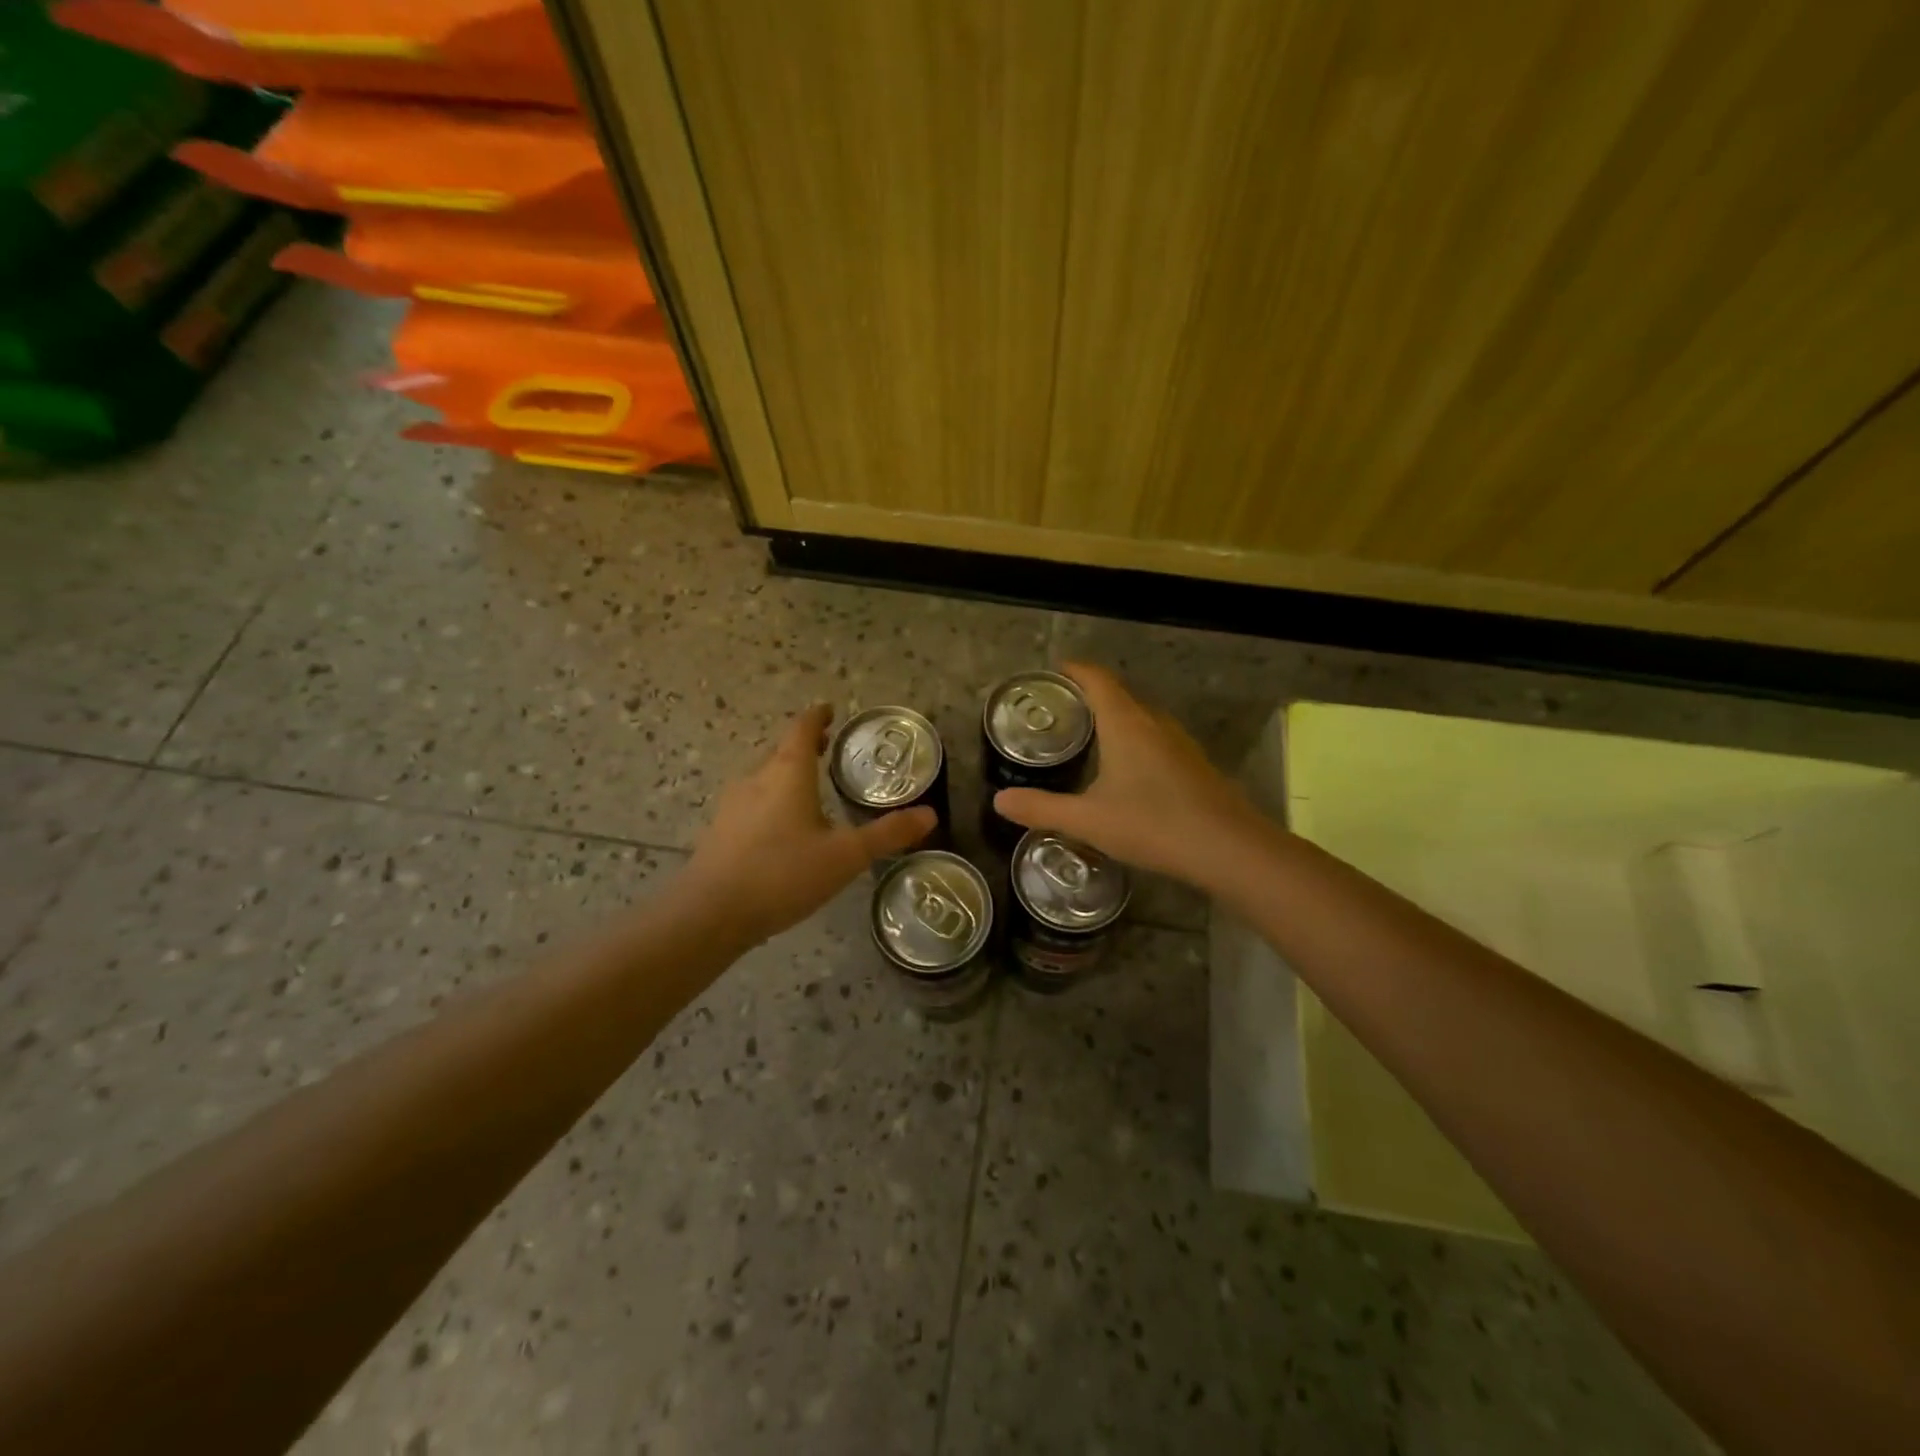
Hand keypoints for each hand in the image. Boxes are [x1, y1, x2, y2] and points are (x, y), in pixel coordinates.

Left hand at [683, 703, 935, 944]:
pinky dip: (771, 798)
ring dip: (786, 771)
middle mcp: (756, 779)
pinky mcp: (720, 830)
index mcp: (787, 773)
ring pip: (764, 776)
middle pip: (781, 750)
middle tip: (828, 747)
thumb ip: (887, 834)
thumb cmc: (783, 873)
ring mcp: (732, 804)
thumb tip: (930, 814)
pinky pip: (751, 801)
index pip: (802, 729)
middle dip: (804, 745)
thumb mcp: (845, 856)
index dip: (818, 717)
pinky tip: (780, 826)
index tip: (830, 710)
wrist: (711, 913)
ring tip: (808, 784)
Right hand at [992, 662, 1272, 892]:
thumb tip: (998, 801)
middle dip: (1091, 696)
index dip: (1075, 671)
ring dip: (1116, 719)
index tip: (1055, 671)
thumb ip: (1042, 808)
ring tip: (1089, 738)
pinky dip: (1135, 741)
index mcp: (1126, 724)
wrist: (1228, 848)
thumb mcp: (1088, 820)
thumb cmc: (1153, 824)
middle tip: (1062, 710)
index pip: (1098, 680)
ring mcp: (1179, 743)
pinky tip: (1127, 771)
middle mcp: (1154, 724)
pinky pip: (1157, 739)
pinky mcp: (1194, 764)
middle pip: (1120, 695)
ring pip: (1141, 718)